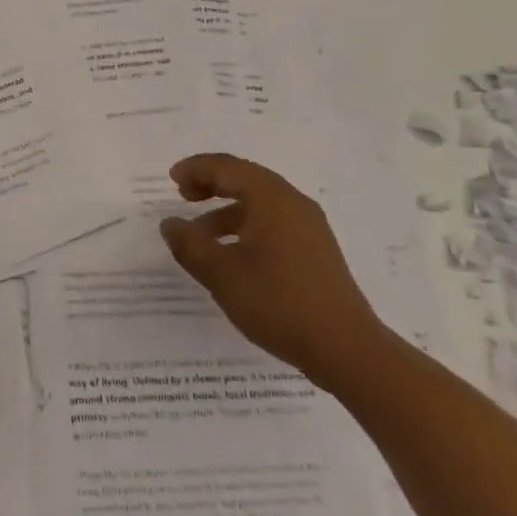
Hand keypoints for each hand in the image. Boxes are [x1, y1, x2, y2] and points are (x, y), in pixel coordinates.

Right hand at [160, 152, 389, 391]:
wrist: (346, 348)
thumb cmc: (278, 303)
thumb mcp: (222, 275)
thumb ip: (190, 245)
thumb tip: (170, 223)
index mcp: (270, 198)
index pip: (227, 167)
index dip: (196, 169)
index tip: (172, 179)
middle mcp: (292, 202)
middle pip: (245, 178)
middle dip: (211, 183)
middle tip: (183, 195)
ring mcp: (309, 226)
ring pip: (260, 202)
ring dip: (227, 209)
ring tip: (201, 234)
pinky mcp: (316, 249)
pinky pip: (274, 221)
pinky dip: (247, 225)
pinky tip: (233, 255)